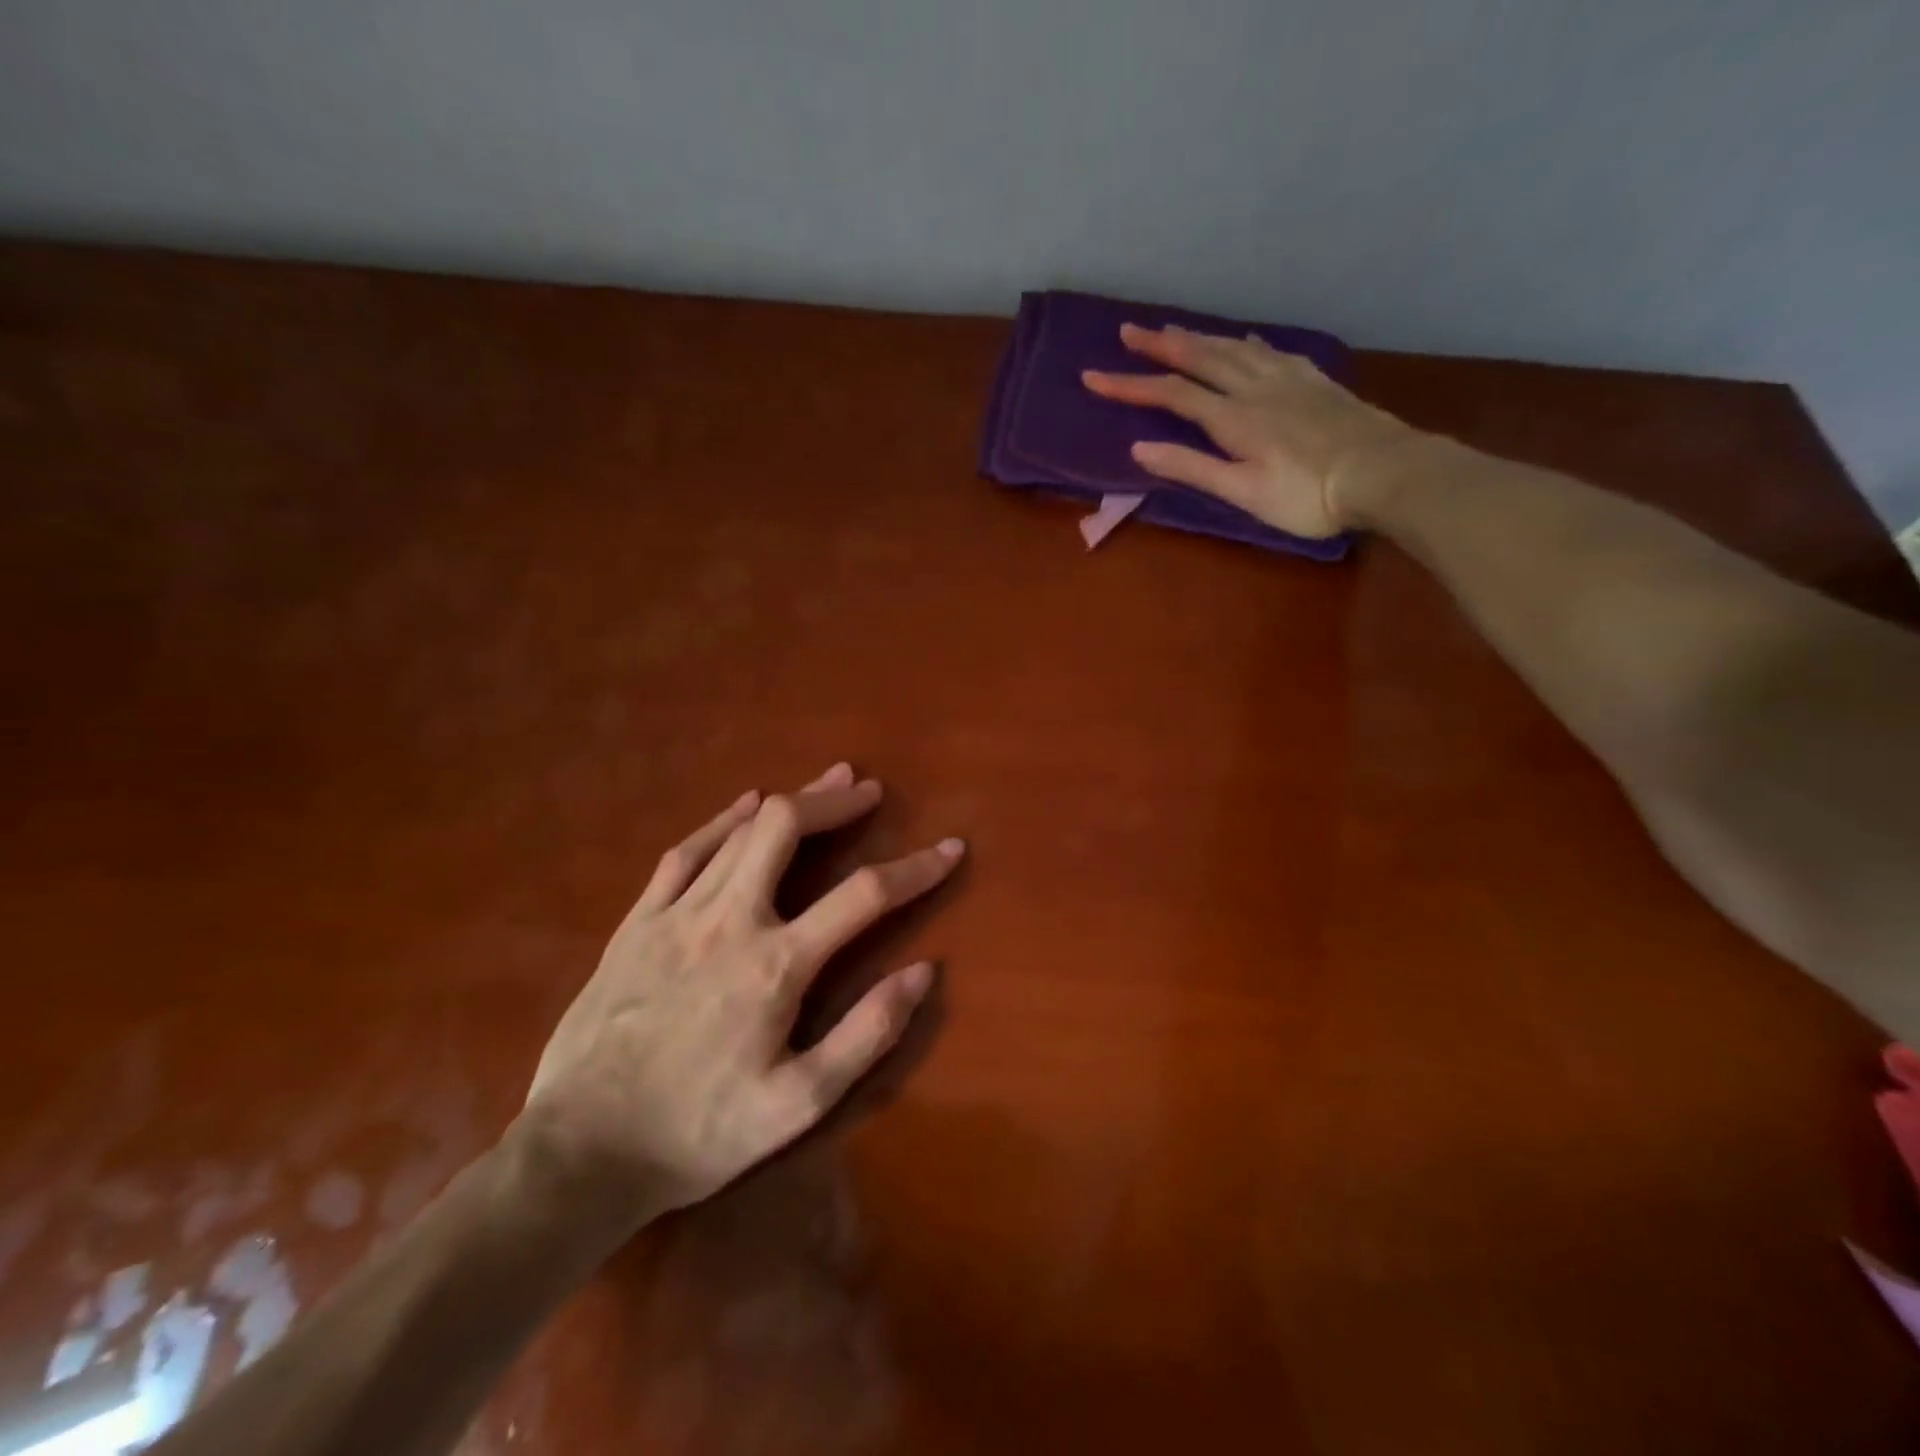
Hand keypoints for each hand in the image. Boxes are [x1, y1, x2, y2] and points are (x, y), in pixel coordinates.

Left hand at [519, 763, 962, 1224]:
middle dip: (835, 801)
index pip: (864, 895)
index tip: (949, 848)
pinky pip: (685, 852)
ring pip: (740, 831)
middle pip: (787, 829)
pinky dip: (721, 821)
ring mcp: (677, 914)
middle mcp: (730, 920)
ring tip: (826, 783)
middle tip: (869, 790)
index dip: (915, 868)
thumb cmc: (699, 1133)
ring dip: (790, 801)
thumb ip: (866, 1034)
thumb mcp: (799, 1104)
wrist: (581, 1153)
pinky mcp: (638, 922)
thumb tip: (924, 971)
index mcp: (776, 965)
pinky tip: (743, 805)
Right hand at [1082, 323, 1421, 537]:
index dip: (1129, 385)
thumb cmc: (1307, 495)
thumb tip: (1139, 448)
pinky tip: (1244, 339)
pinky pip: (1270, 351)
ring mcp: (1287, 379)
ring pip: (1233, 348)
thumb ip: (1192, 468)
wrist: (1384, 473)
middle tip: (1127, 330)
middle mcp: (1254, 387)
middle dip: (1159, 345)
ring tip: (1172, 328)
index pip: (1170, 394)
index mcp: (1232, 418)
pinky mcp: (1314, 381)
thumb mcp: (1242, 492)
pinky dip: (1245, 342)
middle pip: (1200, 358)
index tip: (1092, 377)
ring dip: (1198, 337)